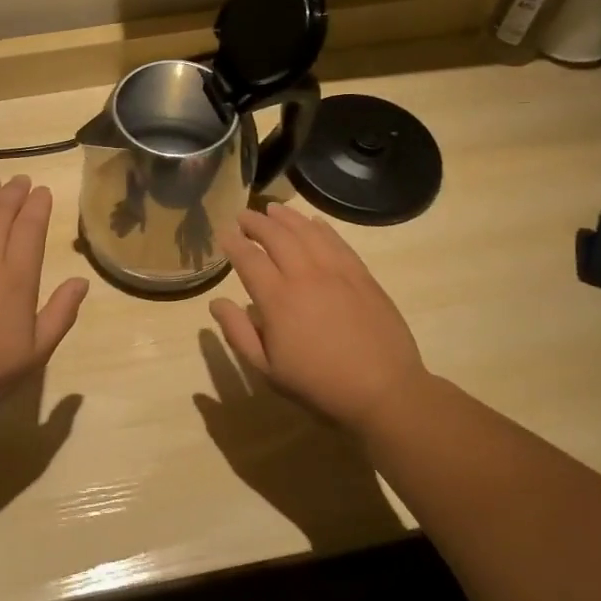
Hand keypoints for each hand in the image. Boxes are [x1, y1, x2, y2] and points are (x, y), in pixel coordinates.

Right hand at [210, 203, 428, 432]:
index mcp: (278, 300)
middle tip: (243, 215)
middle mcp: (305, 276)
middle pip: (276, 236)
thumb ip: (239, 333)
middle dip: (256, 223)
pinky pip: (337, 242)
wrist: (383, 391)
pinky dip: (321, 228)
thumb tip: (216, 303)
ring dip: (286, 218)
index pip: (249, 259)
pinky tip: (313, 223)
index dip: (234, 243)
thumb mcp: (268, 370)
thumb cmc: (319, 385)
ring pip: (307, 232)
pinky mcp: (362, 275)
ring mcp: (337, 272)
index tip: (224, 234)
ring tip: (272, 209)